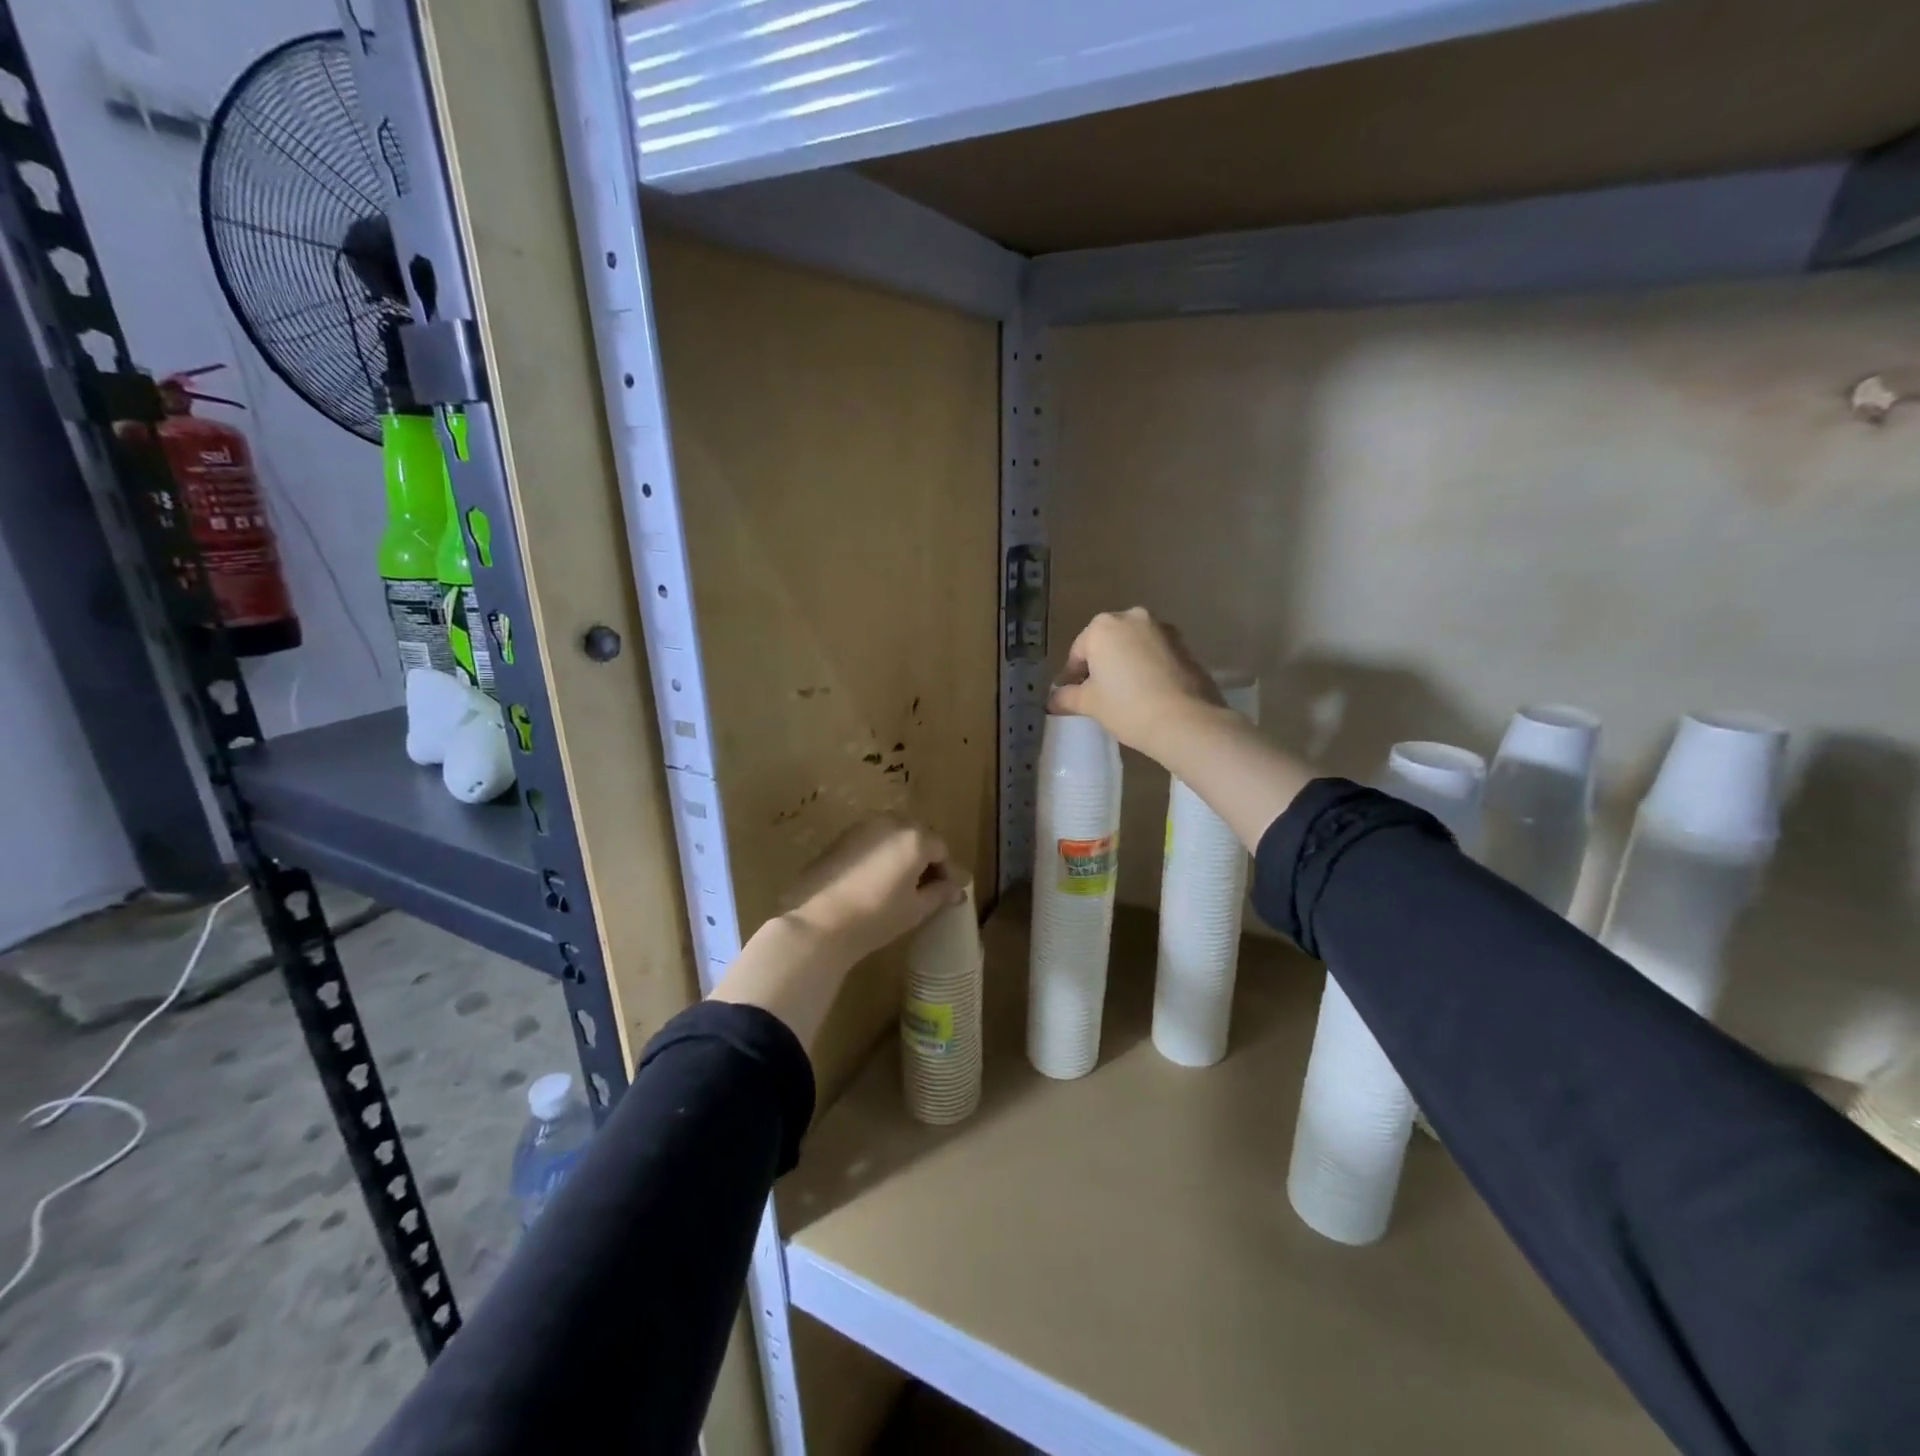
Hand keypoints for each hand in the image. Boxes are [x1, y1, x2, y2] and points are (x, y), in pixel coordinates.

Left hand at [783, 814, 962, 965]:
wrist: (818, 921)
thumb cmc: (876, 916)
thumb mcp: (915, 909)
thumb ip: (940, 893)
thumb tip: (956, 889)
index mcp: (915, 838)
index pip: (941, 850)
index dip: (948, 872)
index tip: (949, 893)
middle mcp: (891, 823)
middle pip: (918, 836)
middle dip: (925, 859)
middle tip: (926, 887)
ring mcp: (863, 827)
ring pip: (893, 836)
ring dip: (902, 854)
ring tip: (900, 884)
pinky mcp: (841, 837)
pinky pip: (871, 840)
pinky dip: (880, 854)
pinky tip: (875, 879)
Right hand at [1048, 608, 1224, 761]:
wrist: (1185, 720)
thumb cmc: (1127, 706)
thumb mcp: (1089, 703)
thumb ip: (1067, 697)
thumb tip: (1054, 700)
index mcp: (1102, 626)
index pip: (1078, 652)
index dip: (1072, 676)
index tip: (1071, 696)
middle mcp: (1132, 617)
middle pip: (1107, 643)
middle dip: (1100, 665)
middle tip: (1097, 694)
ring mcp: (1162, 628)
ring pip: (1133, 646)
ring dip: (1125, 664)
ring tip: (1124, 694)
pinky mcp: (1185, 644)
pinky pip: (1155, 653)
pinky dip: (1147, 667)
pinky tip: (1147, 691)